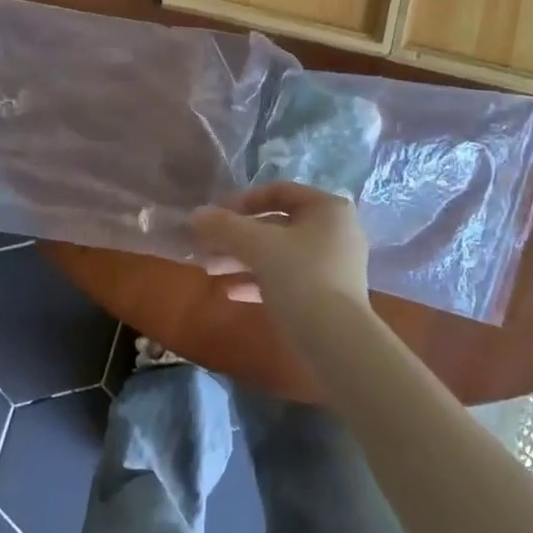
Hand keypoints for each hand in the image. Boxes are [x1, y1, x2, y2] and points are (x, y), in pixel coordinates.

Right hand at [191, 183, 371, 319]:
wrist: (336, 341)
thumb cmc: (300, 277)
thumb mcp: (257, 246)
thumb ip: (224, 226)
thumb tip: (196, 215)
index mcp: (328, 209)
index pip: (279, 191)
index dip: (243, 201)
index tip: (216, 217)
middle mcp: (335, 231)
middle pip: (277, 225)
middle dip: (237, 236)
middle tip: (206, 247)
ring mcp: (333, 265)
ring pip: (279, 254)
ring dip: (242, 259)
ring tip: (210, 270)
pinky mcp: (327, 295)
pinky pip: (288, 279)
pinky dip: (259, 281)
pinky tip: (230, 293)